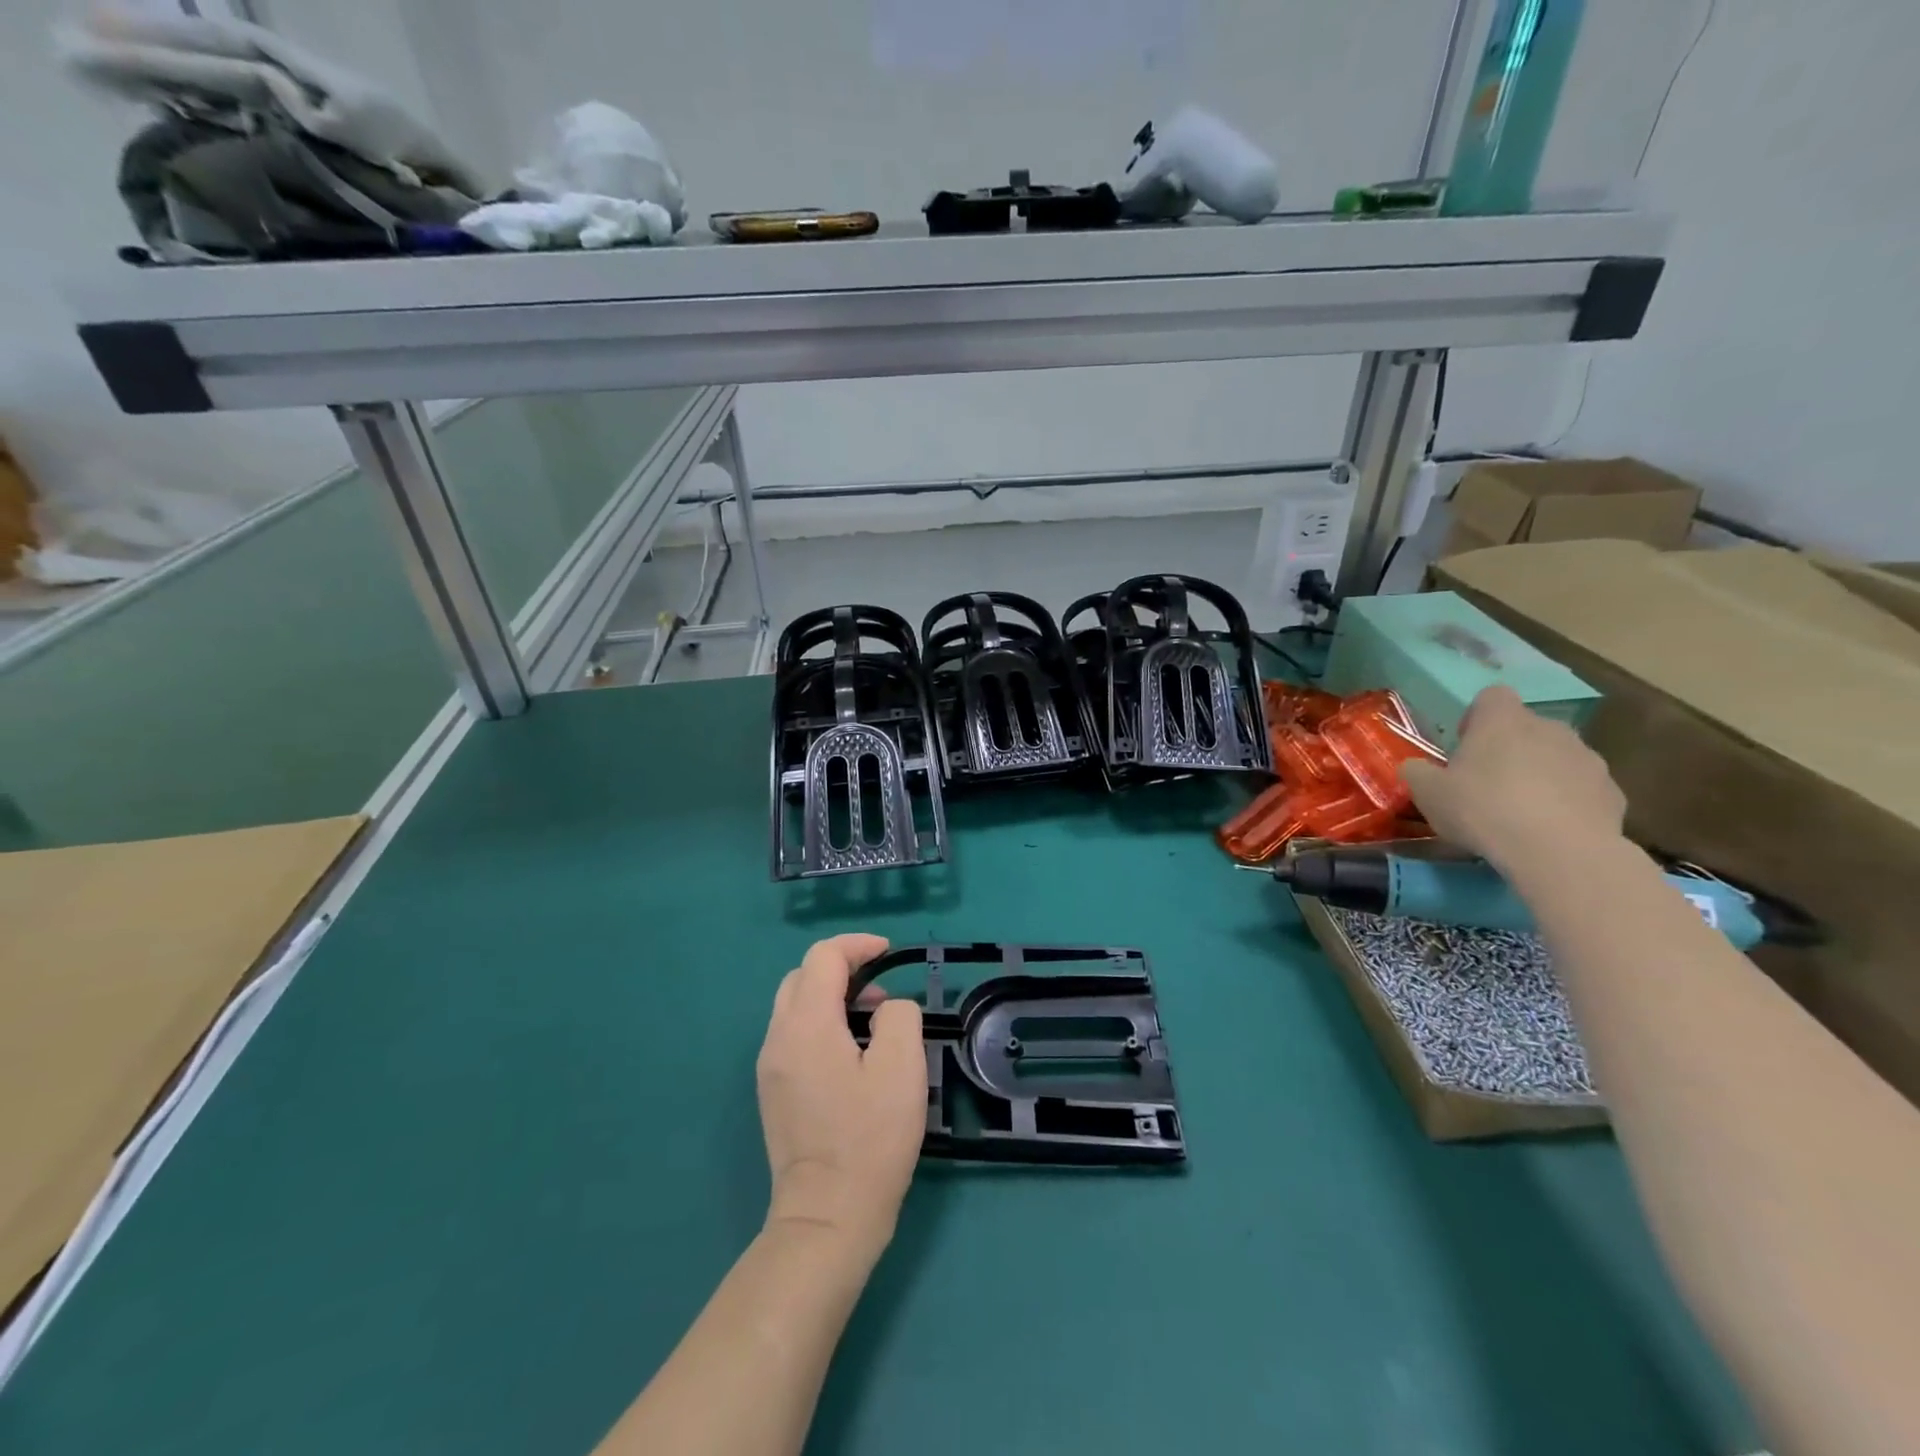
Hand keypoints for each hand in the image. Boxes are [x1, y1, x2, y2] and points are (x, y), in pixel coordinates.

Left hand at [756, 934, 925, 1258]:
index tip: (889, 952)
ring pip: (795, 1007)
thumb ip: (898, 1017)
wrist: (827, 1218)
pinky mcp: (774, 1092)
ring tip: (873, 1024)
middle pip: (802, 977)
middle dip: (842, 969)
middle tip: (882, 993)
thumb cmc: (869, 1139)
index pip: (822, 958)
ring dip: (832, 998)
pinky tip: (851, 1055)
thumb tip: (886, 1010)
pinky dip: (821, 1024)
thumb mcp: (901, 1069)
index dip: (857, 945)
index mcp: (806, 1025)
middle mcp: (778, 1038)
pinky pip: (794, 1035)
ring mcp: (770, 1067)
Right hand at [1400, 686, 1626, 871]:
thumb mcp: (1427, 793)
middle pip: (1526, 728)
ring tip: (1521, 812)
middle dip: (1509, 749)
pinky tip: (1551, 830)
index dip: (1476, 717)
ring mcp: (1587, 759)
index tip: (1465, 746)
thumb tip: (1415, 767)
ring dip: (1540, 774)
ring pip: (1557, 757)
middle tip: (1487, 784)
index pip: (1492, 696)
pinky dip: (1568, 802)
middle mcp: (1550, 729)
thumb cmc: (1483, 809)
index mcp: (1503, 721)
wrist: (1560, 852)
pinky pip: (1582, 789)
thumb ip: (1417, 773)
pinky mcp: (1612, 792)